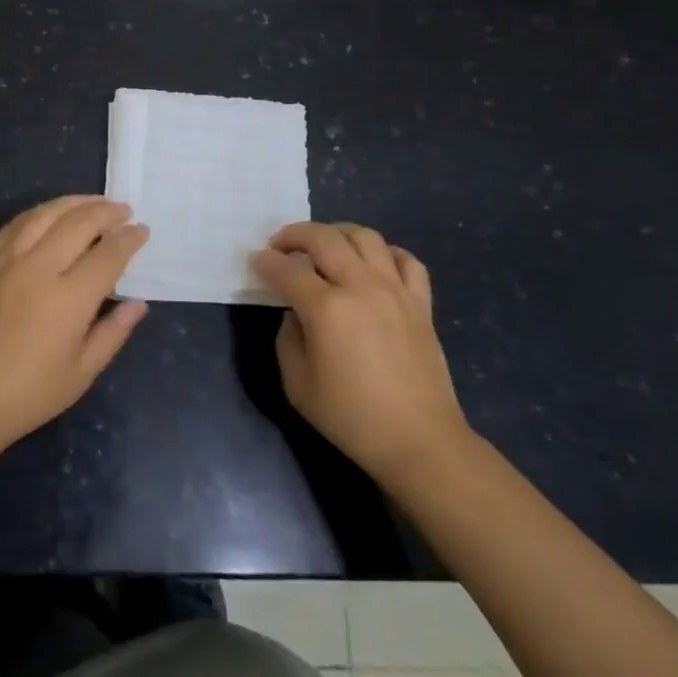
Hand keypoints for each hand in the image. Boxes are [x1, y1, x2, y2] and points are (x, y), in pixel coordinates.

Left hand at [0, 196, 149, 453]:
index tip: (142, 230)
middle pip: (79, 223)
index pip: (108, 254)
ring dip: (74, 202)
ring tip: (93, 202)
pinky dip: (39, 212)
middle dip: (106, 212)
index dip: (129, 239)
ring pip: (45, 214)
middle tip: (123, 210)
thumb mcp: (82, 373)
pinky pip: (16, 224)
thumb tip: (139, 302)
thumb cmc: (29, 393)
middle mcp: (39, 268)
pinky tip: (50, 212)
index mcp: (69, 299)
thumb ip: (114, 332)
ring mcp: (8, 260)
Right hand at [254, 222, 470, 492]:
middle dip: (294, 234)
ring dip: (337, 233)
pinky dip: (386, 253)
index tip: (256, 262)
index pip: (286, 269)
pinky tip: (373, 265)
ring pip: (365, 237)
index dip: (265, 262)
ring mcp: (395, 290)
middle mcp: (360, 286)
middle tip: (281, 246)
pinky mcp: (421, 303)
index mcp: (326, 308)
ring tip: (324, 246)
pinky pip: (406, 260)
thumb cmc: (352, 418)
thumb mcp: (298, 385)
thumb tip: (296, 314)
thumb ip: (288, 339)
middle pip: (323, 238)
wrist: (420, 442)